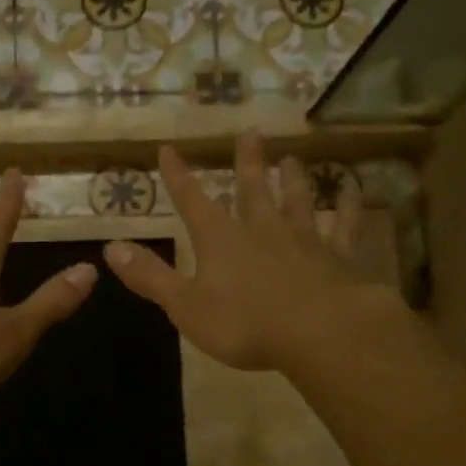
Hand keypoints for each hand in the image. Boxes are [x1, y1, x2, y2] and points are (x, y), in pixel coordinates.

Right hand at [103, 131, 395, 371]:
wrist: (320, 333)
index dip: (178, 176)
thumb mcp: (186, 306)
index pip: (192, 201)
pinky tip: (354, 190)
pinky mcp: (339, 256)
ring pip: (297, 200)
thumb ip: (150, 277)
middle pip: (252, 189)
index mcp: (221, 240)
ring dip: (293, 179)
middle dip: (247, 162)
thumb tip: (110, 248)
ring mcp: (304, 239)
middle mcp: (262, 229)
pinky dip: (349, 207)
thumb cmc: (246, 324)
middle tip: (250, 132)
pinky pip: (345, 225)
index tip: (168, 148)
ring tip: (292, 157)